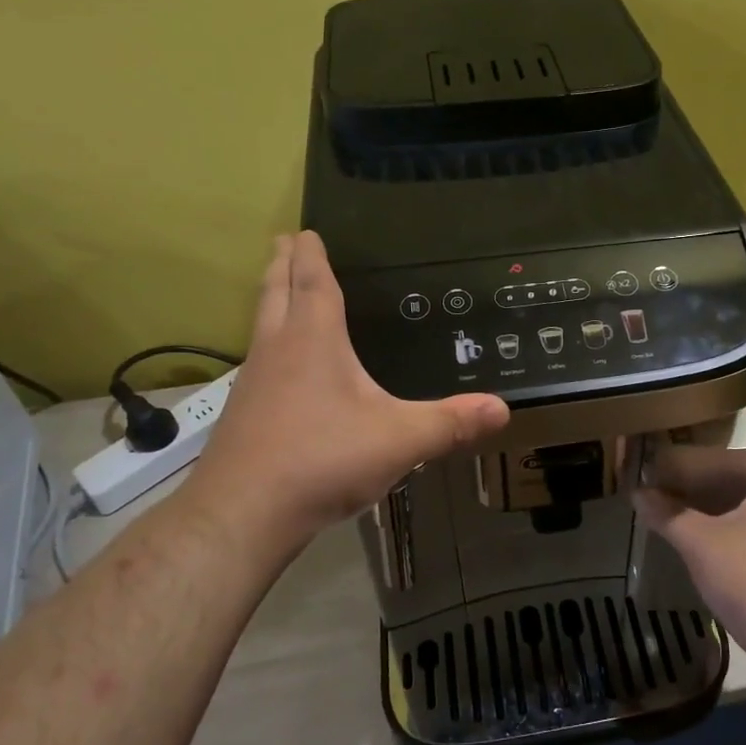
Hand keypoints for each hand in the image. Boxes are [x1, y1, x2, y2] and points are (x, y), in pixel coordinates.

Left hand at [180, 232, 508, 551]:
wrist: (243, 513)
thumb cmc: (323, 460)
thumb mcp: (400, 440)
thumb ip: (451, 423)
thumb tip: (502, 409)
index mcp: (314, 341)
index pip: (312, 283)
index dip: (311, 255)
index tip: (306, 231)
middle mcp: (277, 351)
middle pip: (276, 293)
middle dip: (282, 265)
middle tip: (284, 241)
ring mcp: (253, 383)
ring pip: (261, 326)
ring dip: (271, 302)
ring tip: (280, 293)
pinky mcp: (243, 415)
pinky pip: (259, 363)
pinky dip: (269, 346)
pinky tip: (281, 370)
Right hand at [634, 448, 745, 661]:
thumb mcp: (699, 543)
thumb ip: (667, 514)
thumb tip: (638, 493)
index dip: (724, 447)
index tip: (693, 448)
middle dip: (715, 476)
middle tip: (680, 474)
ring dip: (721, 504)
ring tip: (685, 502)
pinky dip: (730, 526)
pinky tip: (702, 538)